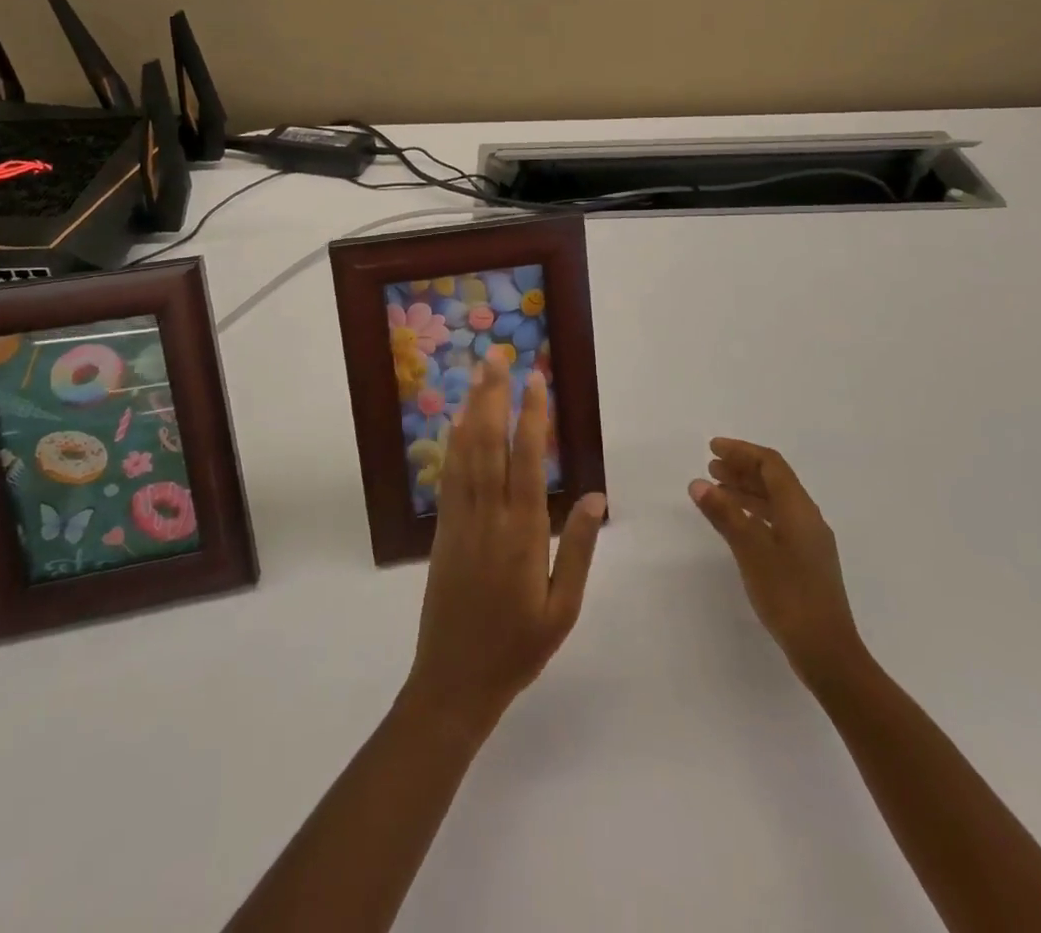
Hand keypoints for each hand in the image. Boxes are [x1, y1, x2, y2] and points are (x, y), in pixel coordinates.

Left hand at [401, 357, 605, 739]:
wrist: (454, 683)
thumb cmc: (518, 647)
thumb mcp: (562, 607)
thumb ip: (580, 547)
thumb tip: (597, 494)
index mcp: (523, 533)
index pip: (528, 460)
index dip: (532, 416)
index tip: (536, 379)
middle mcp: (488, 516)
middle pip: (490, 443)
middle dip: (494, 396)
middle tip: (498, 357)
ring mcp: (460, 520)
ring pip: (466, 453)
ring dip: (472, 409)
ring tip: (478, 374)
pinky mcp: (443, 530)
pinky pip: (449, 476)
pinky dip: (453, 443)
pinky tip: (456, 421)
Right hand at [690, 437, 866, 691]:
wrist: (828, 653)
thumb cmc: (789, 596)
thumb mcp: (751, 551)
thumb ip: (725, 515)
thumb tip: (699, 483)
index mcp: (799, 509)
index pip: (771, 465)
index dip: (742, 452)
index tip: (712, 448)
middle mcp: (807, 518)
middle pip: (775, 480)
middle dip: (742, 469)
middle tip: (711, 467)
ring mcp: (808, 541)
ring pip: (775, 502)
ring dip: (746, 491)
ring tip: (716, 491)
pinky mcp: (805, 562)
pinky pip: (776, 521)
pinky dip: (753, 514)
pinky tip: (737, 524)